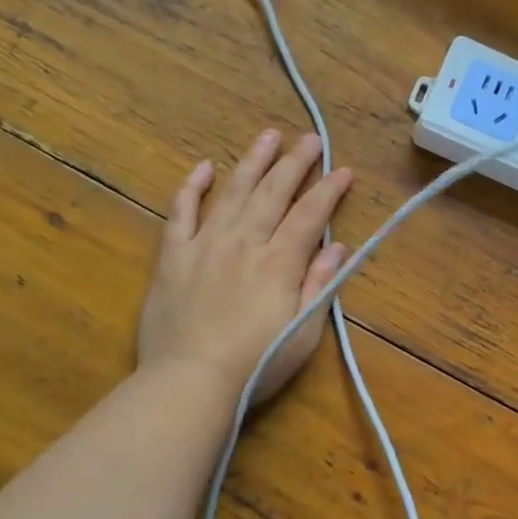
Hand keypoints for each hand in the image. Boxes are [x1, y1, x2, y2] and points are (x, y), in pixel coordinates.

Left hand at [137, 130, 351, 402]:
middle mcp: (244, 243)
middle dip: (296, 163)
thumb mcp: (303, 333)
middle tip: (311, 138)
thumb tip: (338, 247)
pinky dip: (192, 188)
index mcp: (279, 263)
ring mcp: (205, 245)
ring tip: (268, 136)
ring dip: (253, 162)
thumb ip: (320, 286)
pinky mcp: (173, 257)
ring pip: (233, 192)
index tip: (344, 170)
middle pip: (274, 193)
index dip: (329, 191)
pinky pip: (181, 213)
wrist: (189, 382)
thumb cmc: (255, 363)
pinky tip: (204, 167)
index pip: (310, 216)